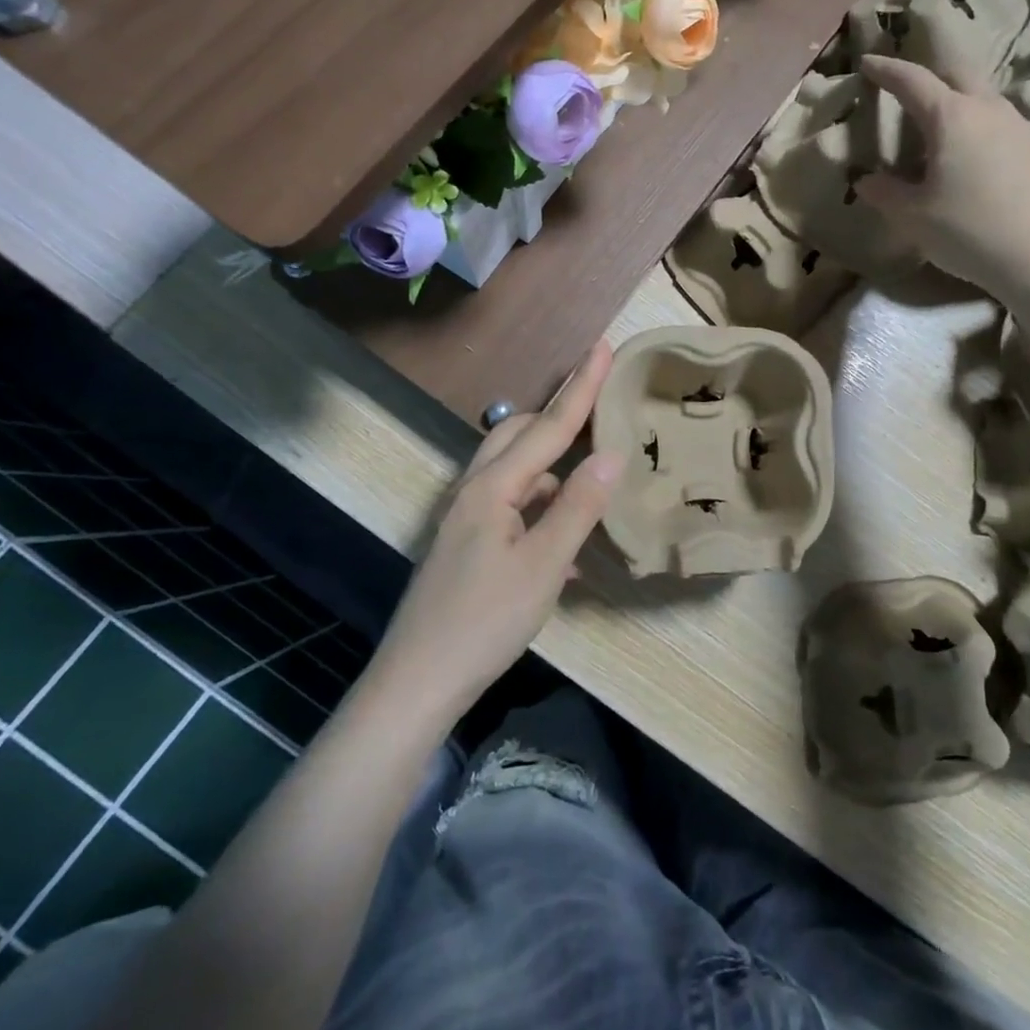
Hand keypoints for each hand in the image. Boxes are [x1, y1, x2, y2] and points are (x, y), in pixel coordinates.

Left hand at [371, 342, 623, 721]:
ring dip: (553, 465)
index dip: (582, 388)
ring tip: (592, 475)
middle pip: (519, 435)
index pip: (549, 426)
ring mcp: (467, 519)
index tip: (604, 346)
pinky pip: (512, 505)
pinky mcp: (468, 545)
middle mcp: (475, 491)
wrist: (417, 683)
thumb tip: (612, 454)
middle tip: (599, 407)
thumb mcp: (544, 565)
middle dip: (559, 416)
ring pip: (515, 471)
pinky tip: (566, 535)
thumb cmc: (484, 621)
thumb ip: (579, 506)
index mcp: (493, 487)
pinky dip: (542, 504)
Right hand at [855, 53, 1029, 299]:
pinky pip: (1014, 134)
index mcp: (952, 118)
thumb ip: (885, 194)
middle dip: (934, 74)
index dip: (887, 70)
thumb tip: (867, 180)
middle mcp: (992, 111)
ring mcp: (1029, 129)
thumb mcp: (914, 218)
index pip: (913, 80)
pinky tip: (990, 173)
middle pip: (961, 74)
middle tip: (915, 90)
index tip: (868, 63)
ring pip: (991, 104)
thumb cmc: (971, 232)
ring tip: (952, 141)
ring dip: (966, 110)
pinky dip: (992, 140)